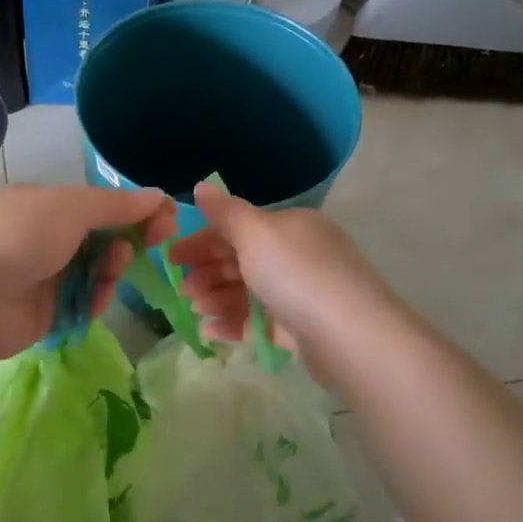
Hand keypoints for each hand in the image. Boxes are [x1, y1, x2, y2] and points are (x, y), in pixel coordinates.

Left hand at [0, 185, 176, 362]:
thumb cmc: (18, 235)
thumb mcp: (71, 208)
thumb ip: (116, 205)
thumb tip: (156, 195)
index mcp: (47, 205)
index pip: (101, 204)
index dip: (135, 208)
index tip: (167, 216)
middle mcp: (47, 238)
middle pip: (103, 237)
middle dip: (132, 236)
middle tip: (159, 239)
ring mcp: (46, 277)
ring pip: (98, 271)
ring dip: (113, 267)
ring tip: (113, 267)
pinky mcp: (47, 313)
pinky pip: (85, 303)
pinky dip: (96, 298)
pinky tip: (97, 296)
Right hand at [168, 181, 403, 392]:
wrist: (350, 335)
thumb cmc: (297, 274)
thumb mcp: (256, 233)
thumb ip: (225, 212)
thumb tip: (201, 186)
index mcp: (291, 226)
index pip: (238, 227)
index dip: (202, 240)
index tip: (171, 257)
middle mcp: (298, 254)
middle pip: (242, 259)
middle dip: (208, 272)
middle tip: (182, 289)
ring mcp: (301, 292)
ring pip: (248, 291)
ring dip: (217, 298)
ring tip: (196, 310)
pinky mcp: (301, 328)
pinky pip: (259, 321)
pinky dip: (234, 323)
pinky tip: (211, 333)